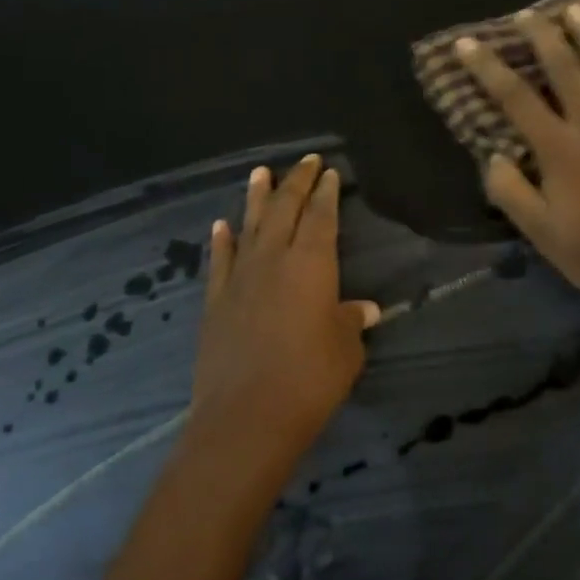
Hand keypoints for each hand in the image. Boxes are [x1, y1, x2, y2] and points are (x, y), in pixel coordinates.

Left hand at [185, 154, 380, 479]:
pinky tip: (221, 226)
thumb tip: (364, 309)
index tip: (329, 172)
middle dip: (296, 182)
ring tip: (260, 172)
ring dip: (256, 198)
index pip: (321, 217)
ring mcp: (239, 279)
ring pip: (249, 226)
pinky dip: (221, 240)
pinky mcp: (215, 302)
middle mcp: (273, 260)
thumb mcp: (345, 350)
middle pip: (284, 210)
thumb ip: (351, 322)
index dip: (326, 193)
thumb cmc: (310, 379)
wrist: (246, 417)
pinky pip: (219, 261)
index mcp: (311, 264)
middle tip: (305, 161)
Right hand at [453, 4, 579, 312]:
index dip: (487, 67)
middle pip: (564, 68)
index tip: (467, 42)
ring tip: (576, 10)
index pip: (514, 97)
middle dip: (542, 36)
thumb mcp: (538, 231)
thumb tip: (495, 155)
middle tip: (529, 13)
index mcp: (558, 148)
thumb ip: (510, 191)